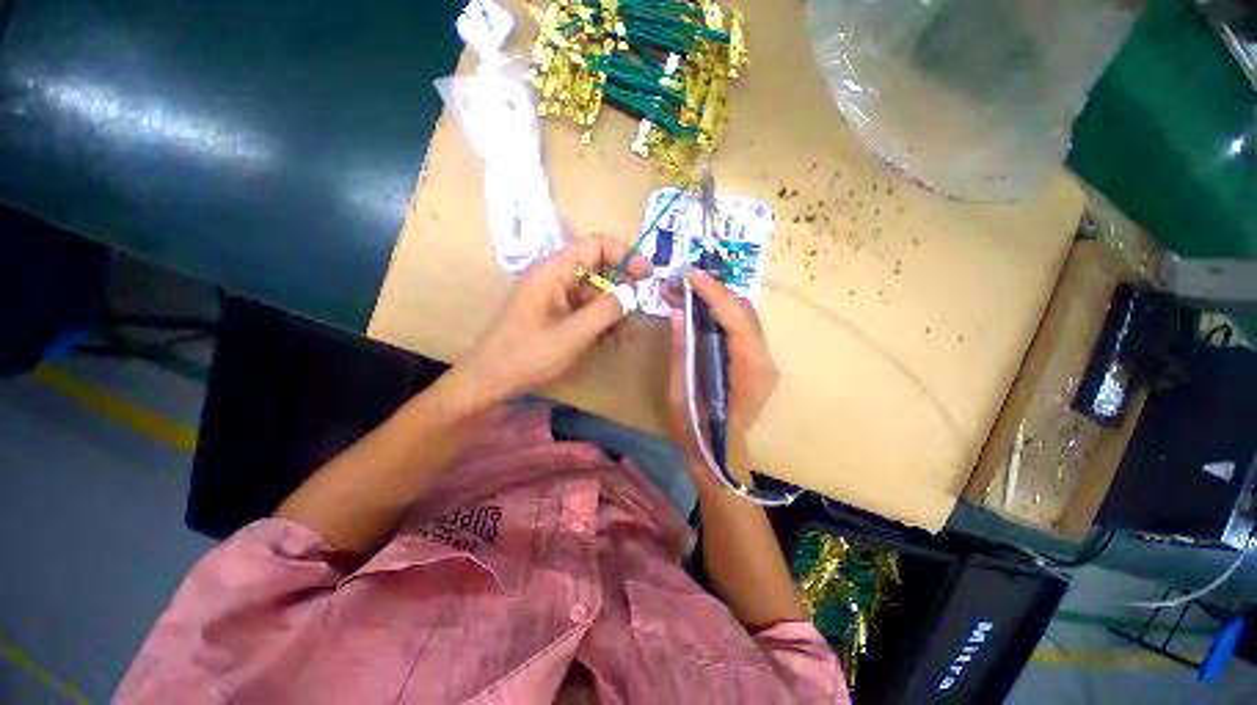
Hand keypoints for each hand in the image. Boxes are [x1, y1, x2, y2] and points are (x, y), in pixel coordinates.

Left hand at [456, 235, 650, 402]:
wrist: (491, 380)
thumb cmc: (528, 355)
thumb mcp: (572, 334)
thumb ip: (605, 311)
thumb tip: (631, 294)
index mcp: (553, 271)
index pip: (594, 246)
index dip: (624, 255)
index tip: (647, 274)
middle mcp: (555, 279)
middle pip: (597, 269)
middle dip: (622, 286)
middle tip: (643, 305)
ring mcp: (555, 298)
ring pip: (594, 293)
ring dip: (614, 310)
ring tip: (629, 333)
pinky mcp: (556, 316)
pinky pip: (585, 310)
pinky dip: (602, 322)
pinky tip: (614, 340)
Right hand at [666, 270, 778, 460]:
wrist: (721, 454)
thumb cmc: (699, 433)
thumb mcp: (681, 394)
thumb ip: (682, 352)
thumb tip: (678, 312)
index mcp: (750, 373)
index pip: (738, 321)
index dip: (715, 294)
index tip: (690, 275)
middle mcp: (764, 361)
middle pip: (744, 312)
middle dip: (713, 292)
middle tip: (680, 283)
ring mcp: (763, 359)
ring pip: (743, 316)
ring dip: (715, 300)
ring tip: (683, 292)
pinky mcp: (754, 359)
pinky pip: (739, 327)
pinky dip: (718, 312)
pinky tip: (697, 308)